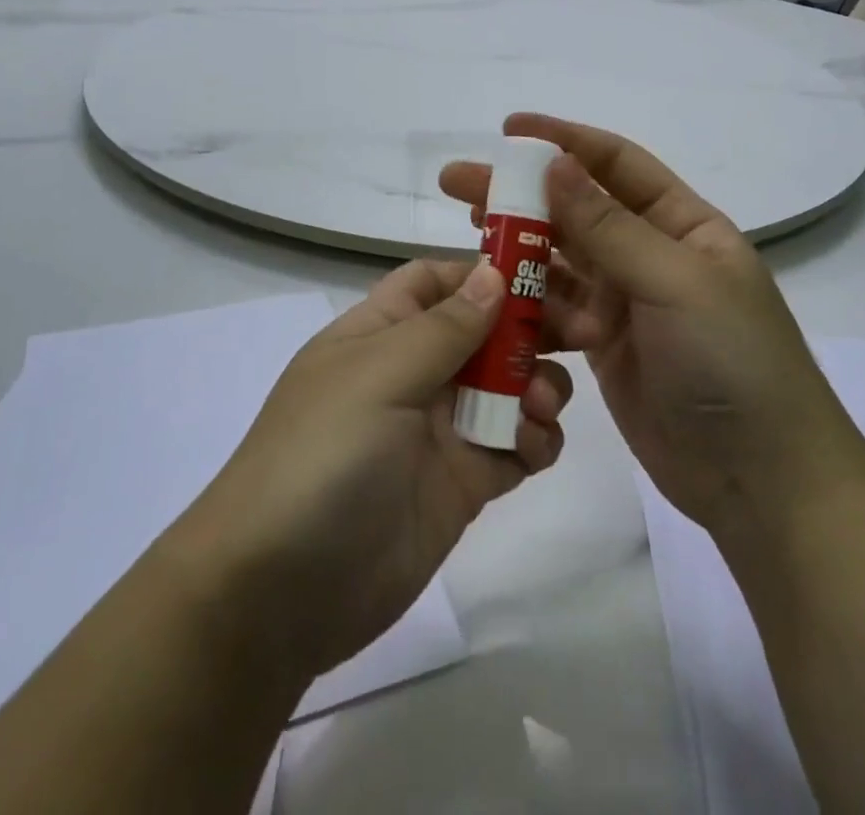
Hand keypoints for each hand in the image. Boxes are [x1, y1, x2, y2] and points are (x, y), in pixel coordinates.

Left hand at [164, 260, 571, 681]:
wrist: (279, 594)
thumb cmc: (322, 456)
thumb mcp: (379, 376)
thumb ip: (444, 327)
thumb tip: (492, 272)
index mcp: (381, 332)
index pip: (437, 281)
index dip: (485, 271)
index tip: (544, 273)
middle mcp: (413, 372)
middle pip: (485, 330)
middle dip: (533, 325)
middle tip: (585, 331)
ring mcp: (439, 430)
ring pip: (507, 386)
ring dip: (538, 384)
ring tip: (542, 406)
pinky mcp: (461, 484)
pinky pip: (513, 446)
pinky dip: (536, 440)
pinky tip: (536, 448)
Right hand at [441, 115, 850, 535]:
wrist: (764, 482)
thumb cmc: (732, 363)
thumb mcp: (674, 282)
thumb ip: (609, 226)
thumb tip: (555, 162)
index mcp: (682, 224)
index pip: (615, 163)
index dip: (563, 140)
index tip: (508, 130)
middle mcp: (651, 254)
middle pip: (575, 209)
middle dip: (520, 193)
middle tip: (458, 182)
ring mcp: (626, 303)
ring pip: (559, 260)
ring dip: (517, 248)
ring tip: (468, 237)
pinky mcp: (604, 346)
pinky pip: (555, 312)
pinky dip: (527, 305)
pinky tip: (492, 302)